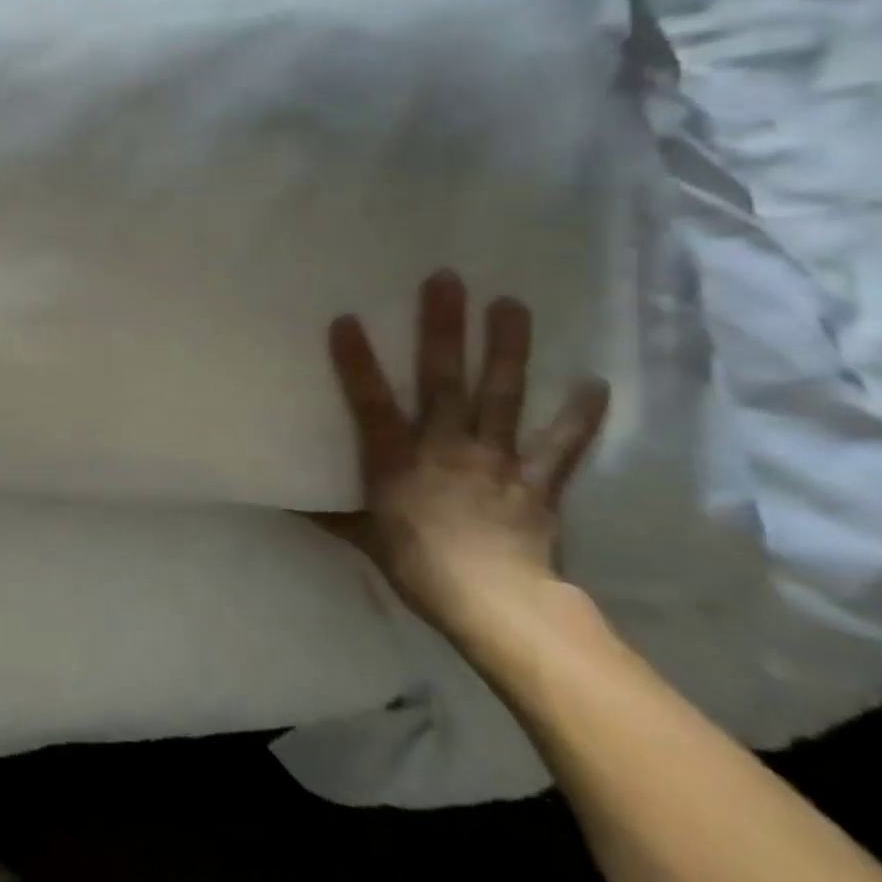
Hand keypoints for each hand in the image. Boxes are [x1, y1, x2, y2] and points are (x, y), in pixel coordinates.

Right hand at [322, 270, 609, 639]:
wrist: (493, 602)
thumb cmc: (416, 565)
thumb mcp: (361, 539)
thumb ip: (330, 514)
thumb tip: (287, 504)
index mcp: (396, 456)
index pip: (369, 399)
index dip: (356, 359)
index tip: (347, 318)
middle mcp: (444, 444)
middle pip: (443, 378)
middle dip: (443, 327)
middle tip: (447, 280)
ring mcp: (495, 457)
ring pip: (501, 393)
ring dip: (507, 347)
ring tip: (511, 304)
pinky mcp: (536, 479)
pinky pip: (560, 443)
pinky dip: (579, 415)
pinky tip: (594, 382)